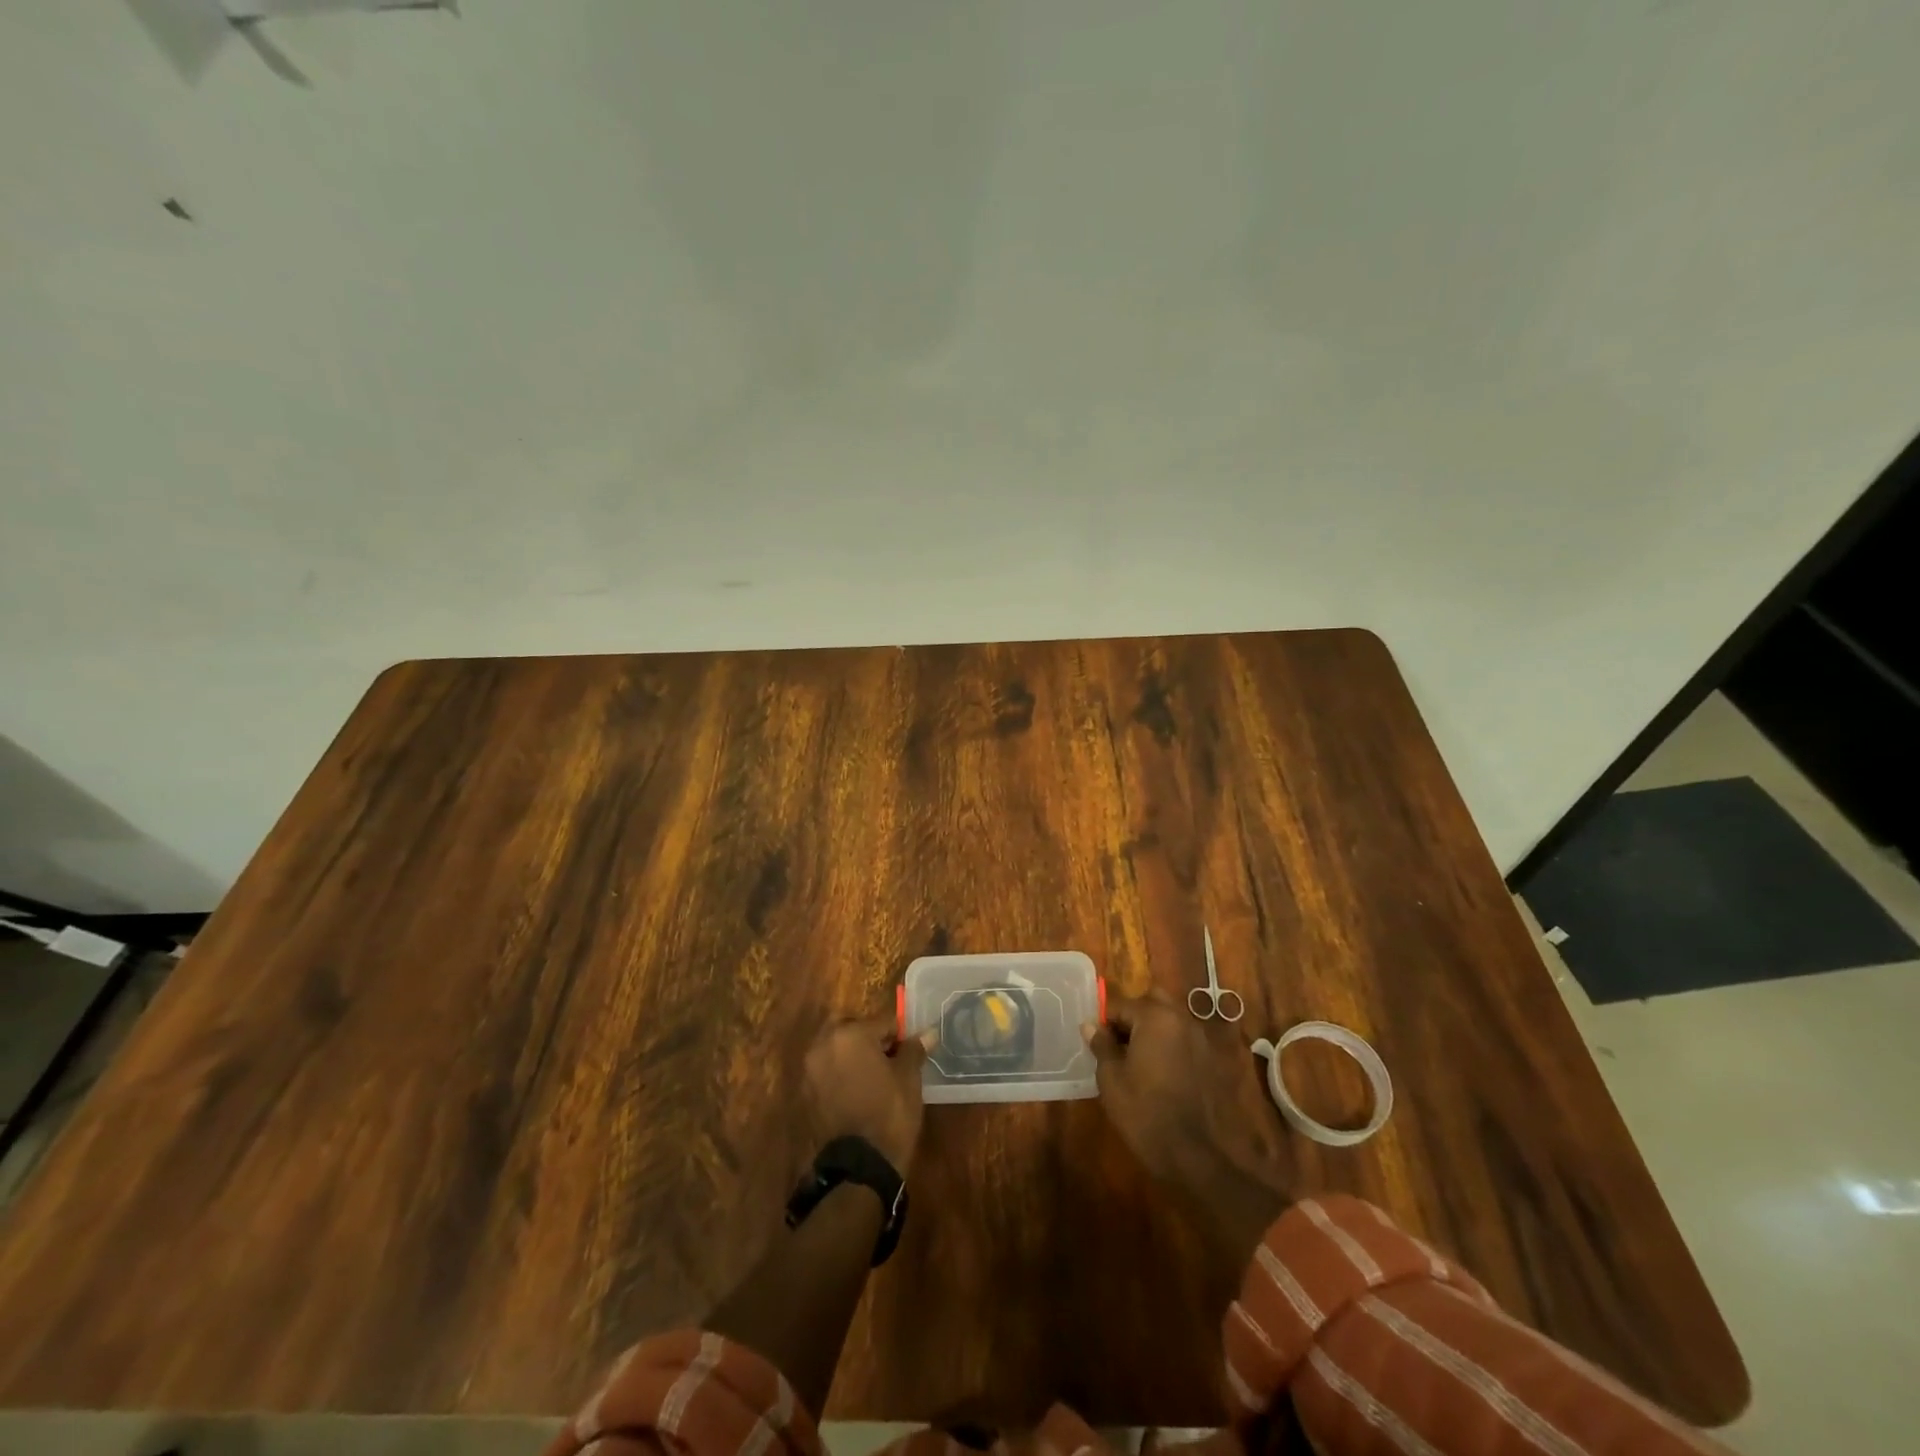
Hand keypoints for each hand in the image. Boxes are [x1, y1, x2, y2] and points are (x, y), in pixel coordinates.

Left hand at [804, 1018, 930, 1172]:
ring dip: (853, 1057)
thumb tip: (927, 1032)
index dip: (899, 1036)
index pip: (882, 1023)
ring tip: (875, 1078)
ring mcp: (810, 1070)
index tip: (910, 1052)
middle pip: (852, 1030)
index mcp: (850, 1034)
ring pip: (836, 1050)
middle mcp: (823, 1044)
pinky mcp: (805, 1094)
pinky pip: (826, 1072)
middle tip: (891, 1061)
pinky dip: (840, 1075)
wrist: (859, 1168)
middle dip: (870, 1040)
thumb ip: (914, 1050)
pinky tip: (858, 1094)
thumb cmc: (889, 1114)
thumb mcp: (909, 1079)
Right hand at [1086, 992, 1292, 1262]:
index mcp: (1154, 1017)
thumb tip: (1091, 1025)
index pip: (1120, 1005)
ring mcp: (1201, 1039)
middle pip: (1152, 1002)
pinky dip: (1171, 1047)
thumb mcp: (1111, 1079)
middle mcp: (1182, 1019)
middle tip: (1119, 1045)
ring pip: (1171, 1020)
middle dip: (1133, 1016)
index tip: (1096, 1044)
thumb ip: (1101, 1045)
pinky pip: (1185, 1041)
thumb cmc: (1145, 1113)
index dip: (1104, 1022)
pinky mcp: (1212, 1061)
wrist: (1196, 1156)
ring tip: (1138, 1060)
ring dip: (1153, 1030)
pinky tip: (1161, 1074)